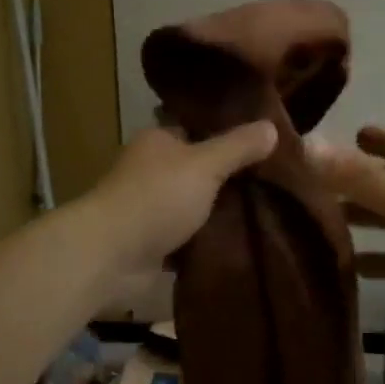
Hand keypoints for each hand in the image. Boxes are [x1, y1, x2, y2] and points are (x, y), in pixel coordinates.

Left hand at [85, 122, 278, 282]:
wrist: (110, 256)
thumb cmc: (156, 197)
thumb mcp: (205, 164)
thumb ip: (238, 147)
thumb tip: (272, 126)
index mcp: (157, 141)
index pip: (195, 129)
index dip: (226, 133)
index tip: (262, 141)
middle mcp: (151, 170)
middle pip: (197, 169)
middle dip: (228, 177)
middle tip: (274, 180)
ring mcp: (150, 208)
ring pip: (195, 204)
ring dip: (219, 212)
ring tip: (267, 211)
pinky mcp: (152, 243)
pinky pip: (188, 237)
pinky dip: (208, 240)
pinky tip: (241, 241)